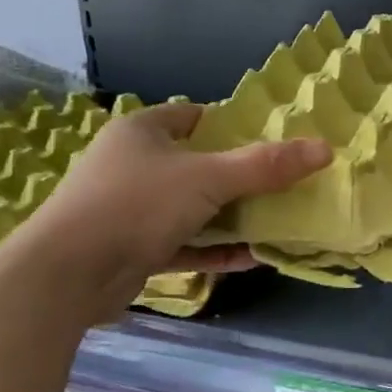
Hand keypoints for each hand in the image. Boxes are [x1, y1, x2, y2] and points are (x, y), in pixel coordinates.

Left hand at [14, 102, 330, 318]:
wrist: (66, 275)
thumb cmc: (136, 205)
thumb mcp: (208, 179)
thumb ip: (266, 165)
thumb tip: (325, 148)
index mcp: (143, 132)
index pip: (194, 116)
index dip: (233, 124)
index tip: (272, 140)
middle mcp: (133, 165)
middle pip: (199, 164)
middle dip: (241, 177)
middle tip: (284, 184)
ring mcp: (131, 209)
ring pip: (193, 208)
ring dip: (231, 218)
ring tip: (277, 222)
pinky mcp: (132, 248)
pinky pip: (184, 243)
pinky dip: (214, 249)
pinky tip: (253, 258)